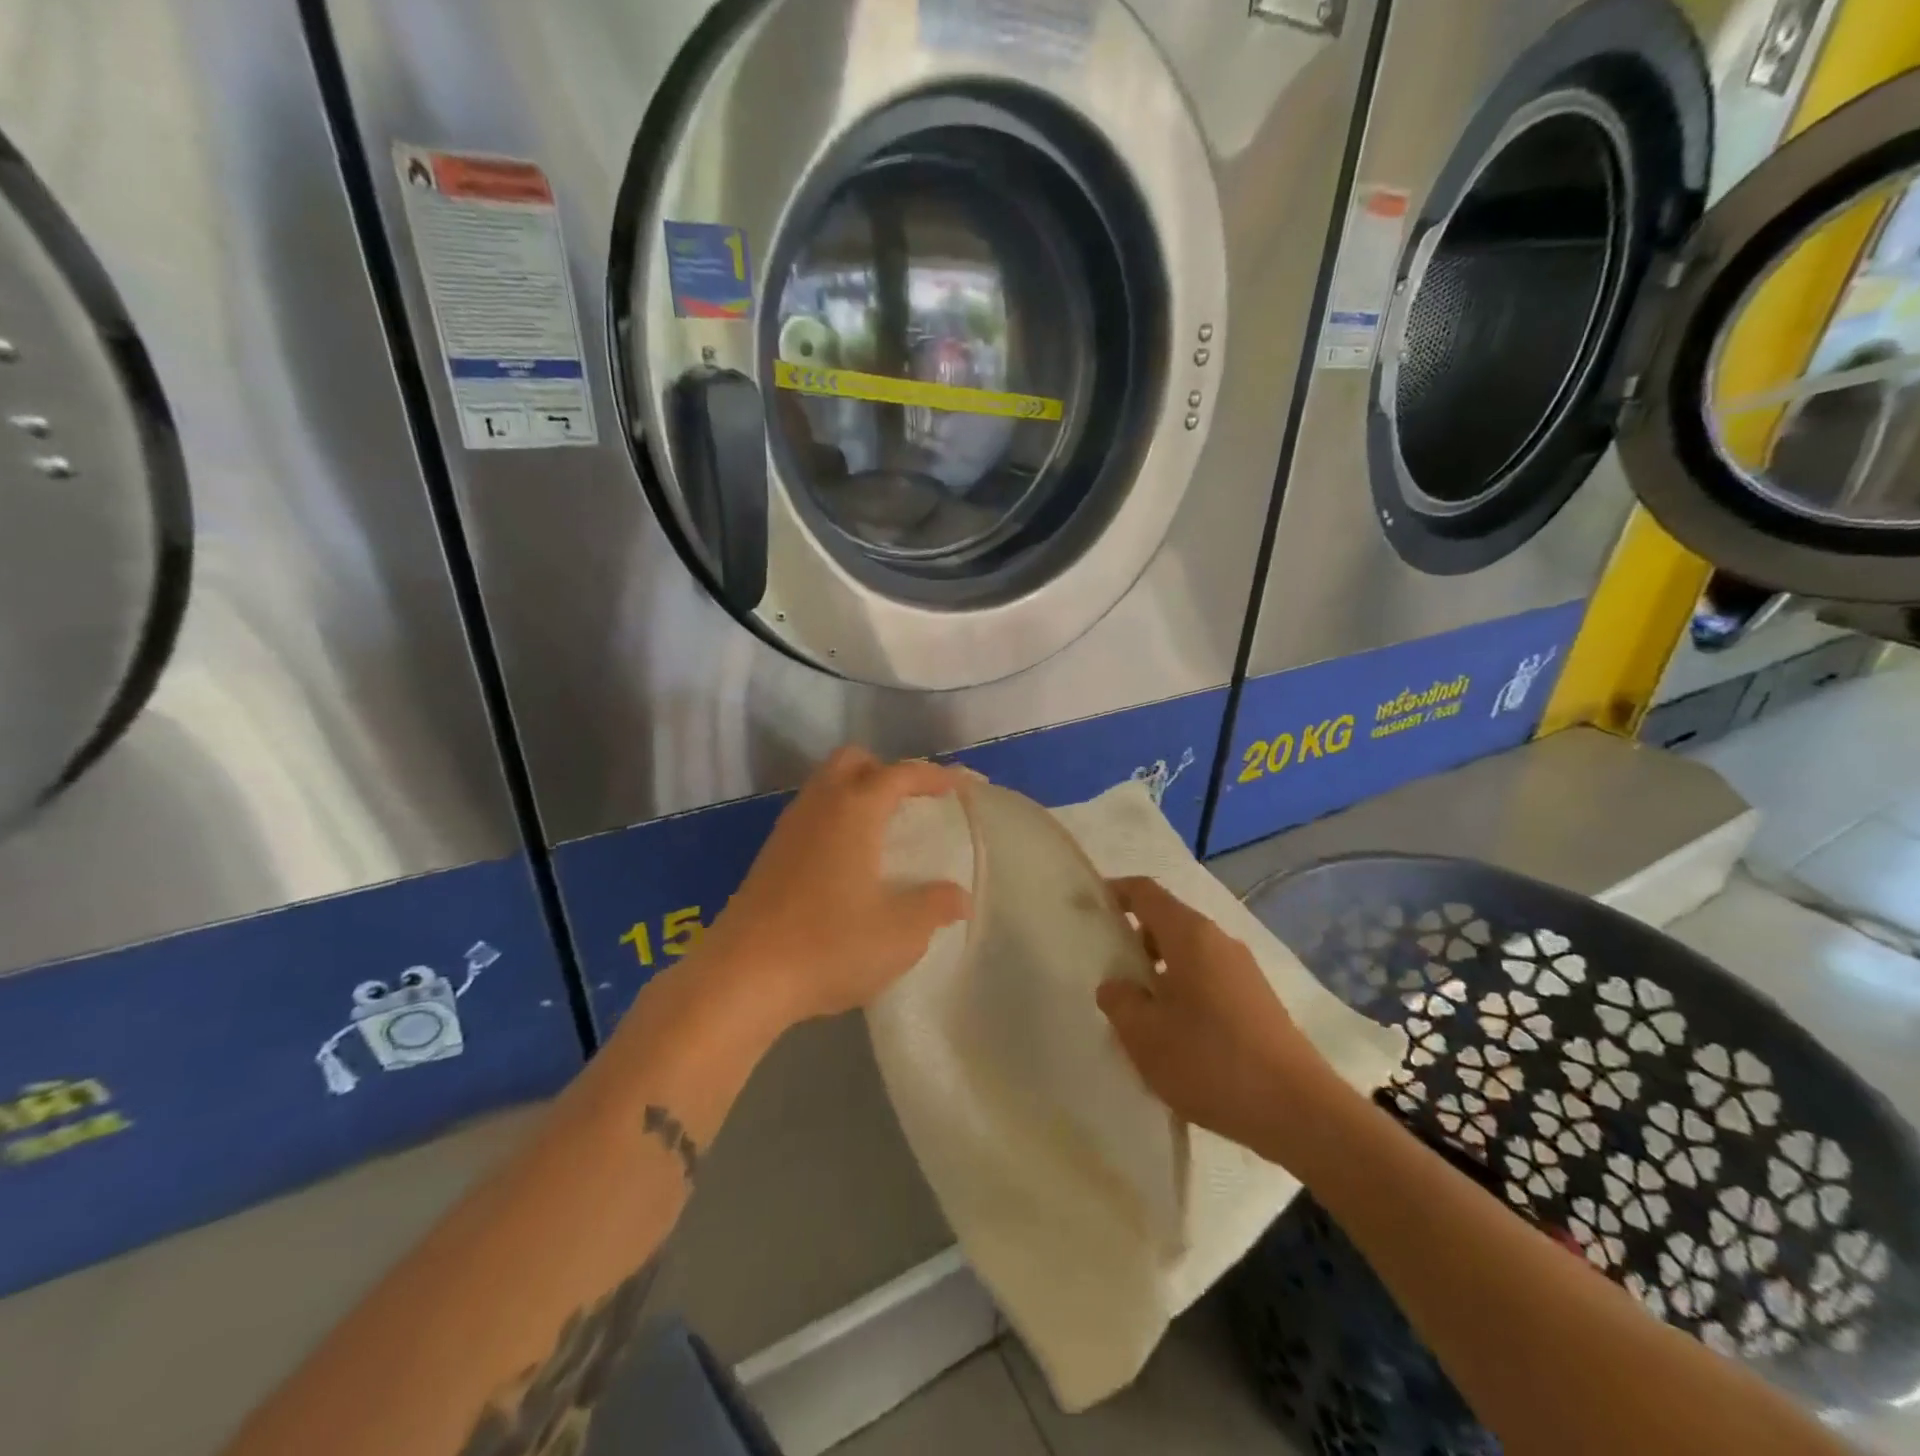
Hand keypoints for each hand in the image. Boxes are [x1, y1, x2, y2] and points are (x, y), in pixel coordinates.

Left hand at [703, 747, 969, 1027]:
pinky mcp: (769, 856)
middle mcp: (818, 807)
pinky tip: (848, 860)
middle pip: (852, 761)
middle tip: (912, 802)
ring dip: (857, 793)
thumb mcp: (900, 933)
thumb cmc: (829, 945)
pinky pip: (811, 815)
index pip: (900, 774)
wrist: (742, 978)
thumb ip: (934, 907)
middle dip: (887, 771)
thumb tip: (958, 896)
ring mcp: (788, 830)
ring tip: (884, 830)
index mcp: (854, 810)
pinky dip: (836, 818)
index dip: (933, 776)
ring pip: (826, 786)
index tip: (959, 787)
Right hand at [1097, 877, 1335, 1153]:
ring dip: (1158, 973)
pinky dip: (1183, 993)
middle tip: (1108, 974)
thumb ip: (1119, 1000)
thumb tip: (1117, 985)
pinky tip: (1175, 1038)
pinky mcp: (1258, 1002)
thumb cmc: (1210, 1061)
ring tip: (1137, 1014)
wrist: (1298, 1111)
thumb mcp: (1144, 1035)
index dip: (1115, 893)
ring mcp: (1243, 971)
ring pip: (1188, 956)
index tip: (1089, 908)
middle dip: (1133, 941)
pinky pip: (1208, 981)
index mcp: (1190, 935)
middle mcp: (1219, 942)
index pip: (1145, 892)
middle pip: (1167, 923)